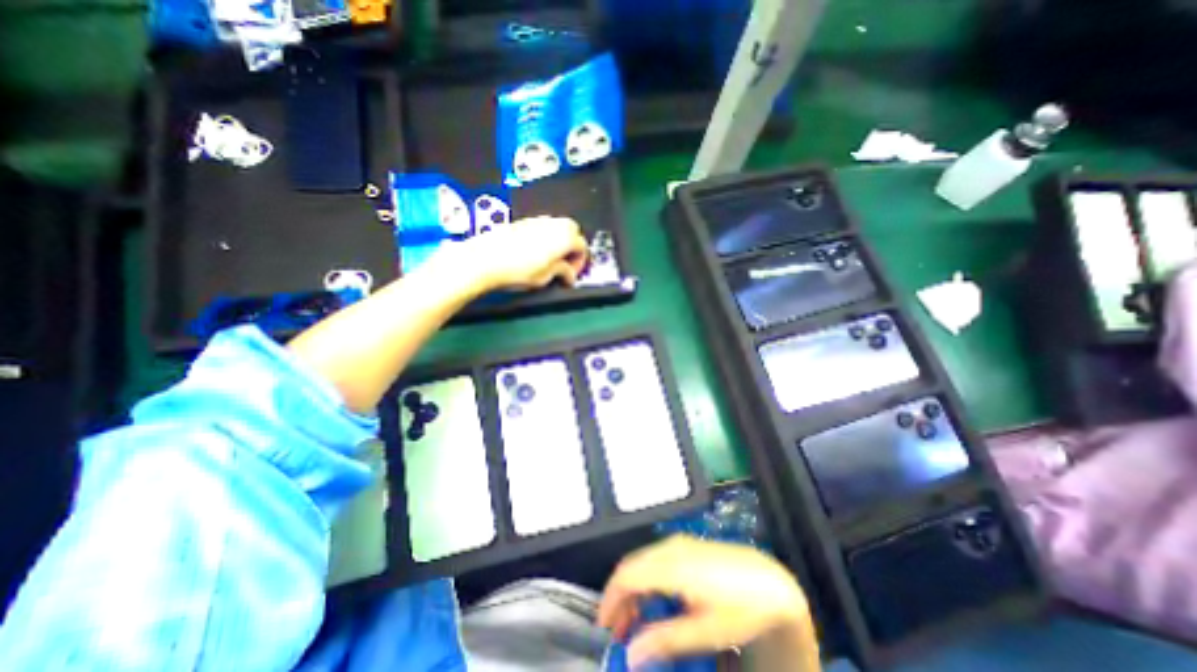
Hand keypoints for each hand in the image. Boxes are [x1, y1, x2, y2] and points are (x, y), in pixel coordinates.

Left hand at [444, 214, 587, 288]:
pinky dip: (546, 237)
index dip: (579, 263)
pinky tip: (535, 252)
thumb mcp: (545, 277)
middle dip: (572, 247)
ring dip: (559, 241)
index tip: (571, 275)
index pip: (582, 246)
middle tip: (564, 264)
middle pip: (573, 230)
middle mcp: (554, 224)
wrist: (485, 259)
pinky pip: (543, 226)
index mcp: (564, 237)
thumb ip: (562, 272)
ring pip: (557, 226)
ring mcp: (537, 220)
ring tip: (550, 259)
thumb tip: (569, 274)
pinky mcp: (523, 221)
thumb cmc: (519, 270)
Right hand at [596, 536, 814, 667]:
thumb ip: (665, 640)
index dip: (610, 600)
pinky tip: (654, 601)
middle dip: (619, 597)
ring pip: (642, 561)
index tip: (603, 628)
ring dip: (632, 588)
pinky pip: (655, 559)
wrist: (769, 581)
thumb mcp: (704, 632)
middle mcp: (669, 547)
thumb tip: (631, 654)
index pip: (627, 575)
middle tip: (618, 631)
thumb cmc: (739, 609)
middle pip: (631, 566)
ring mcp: (678, 543)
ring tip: (634, 621)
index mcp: (671, 565)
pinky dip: (646, 579)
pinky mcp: (685, 545)